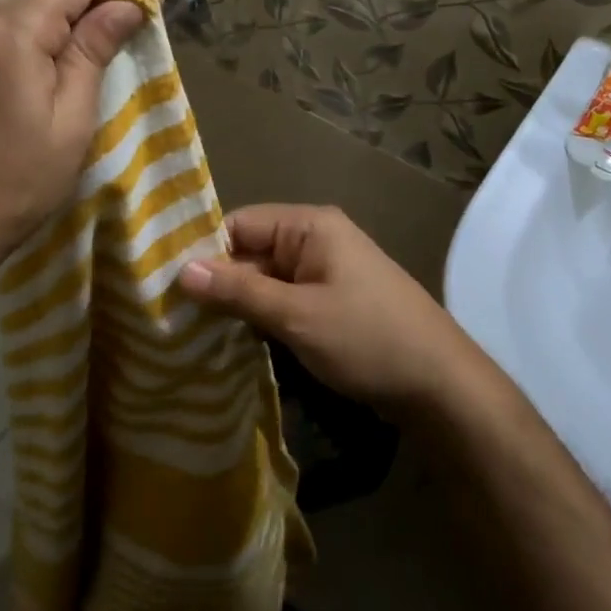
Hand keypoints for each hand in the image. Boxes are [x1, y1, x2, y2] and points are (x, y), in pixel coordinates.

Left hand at [0, 0, 151, 278]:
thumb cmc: (16, 181)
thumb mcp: (71, 119)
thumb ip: (94, 51)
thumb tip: (126, 6)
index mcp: (11, 26)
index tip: (154, 4)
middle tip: (134, 33)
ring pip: (26, 5)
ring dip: (67, 19)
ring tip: (101, 54)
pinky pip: (3, 29)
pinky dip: (38, 36)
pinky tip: (55, 69)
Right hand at [176, 204, 476, 418]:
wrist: (441, 386)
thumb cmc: (367, 339)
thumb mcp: (296, 315)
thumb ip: (238, 290)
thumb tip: (181, 270)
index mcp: (310, 226)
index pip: (239, 224)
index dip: (204, 251)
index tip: (168, 284)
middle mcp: (316, 240)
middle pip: (250, 251)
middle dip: (218, 282)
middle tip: (173, 315)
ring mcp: (325, 273)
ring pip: (265, 280)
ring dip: (238, 303)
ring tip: (193, 331)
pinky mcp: (330, 304)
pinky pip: (284, 301)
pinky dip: (261, 317)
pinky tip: (232, 341)